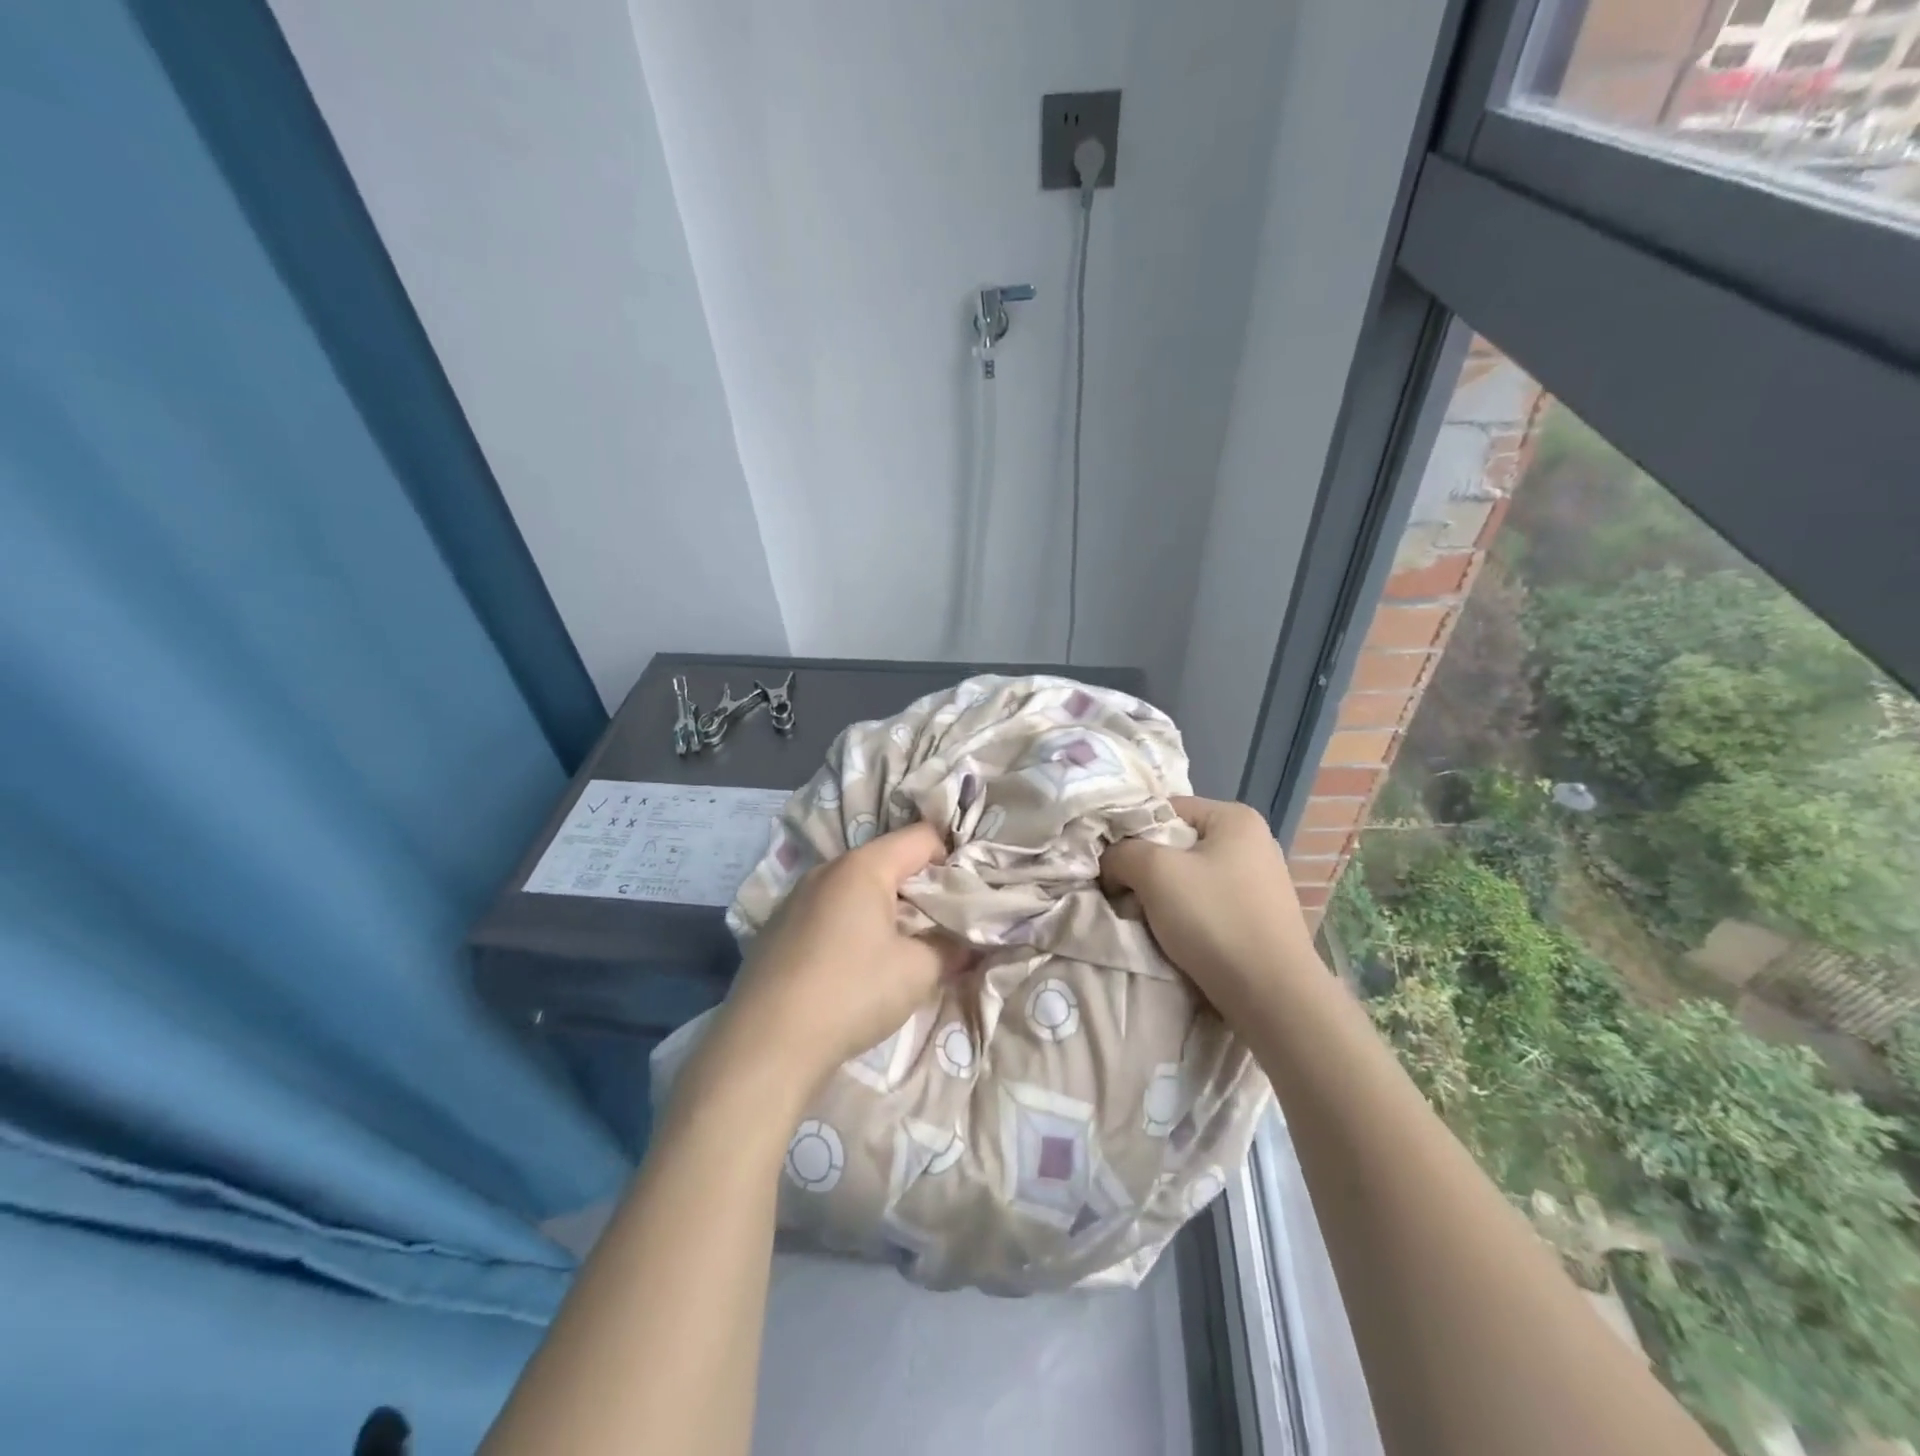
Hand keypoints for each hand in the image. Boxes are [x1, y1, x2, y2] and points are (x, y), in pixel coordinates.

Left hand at [701, 823, 967, 1103]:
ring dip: (884, 909)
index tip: (966, 897)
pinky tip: (854, 966)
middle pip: (888, 861)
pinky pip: (828, 911)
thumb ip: (950, 949)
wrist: (765, 1046)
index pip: (922, 836)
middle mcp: (827, 869)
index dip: (952, 860)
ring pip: (856, 887)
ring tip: (900, 948)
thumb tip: (967, 945)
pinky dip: (852, 926)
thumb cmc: (851, 993)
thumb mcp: (917, 972)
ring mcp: (796, 898)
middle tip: (940, 925)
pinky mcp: (777, 928)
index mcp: (863, 866)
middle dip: (919, 888)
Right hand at [1101, 797, 1318, 1020]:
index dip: (1132, 832)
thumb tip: (1112, 862)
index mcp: (1235, 818)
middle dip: (1146, 869)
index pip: (1165, 808)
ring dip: (1162, 896)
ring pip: (1189, 877)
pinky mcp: (1259, 917)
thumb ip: (1122, 853)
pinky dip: (1186, 916)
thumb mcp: (1154, 872)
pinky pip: (1208, 903)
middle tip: (1126, 895)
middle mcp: (1254, 842)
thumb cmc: (1214, 919)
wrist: (1272, 996)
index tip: (1113, 864)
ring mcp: (1260, 881)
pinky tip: (1177, 937)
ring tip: (1148, 920)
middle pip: (1176, 844)